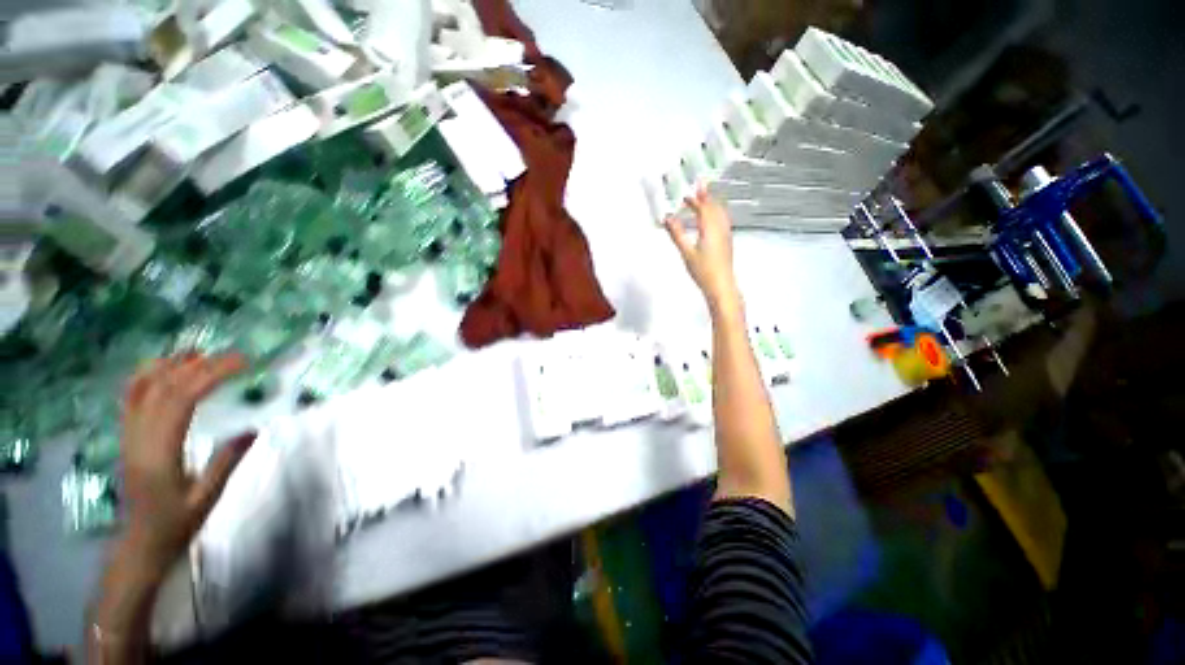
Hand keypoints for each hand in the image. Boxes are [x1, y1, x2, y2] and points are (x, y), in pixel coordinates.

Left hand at [120, 353, 254, 574]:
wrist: (140, 543)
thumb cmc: (176, 523)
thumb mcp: (208, 497)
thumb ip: (227, 462)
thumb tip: (254, 428)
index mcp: (159, 452)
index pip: (182, 400)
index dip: (211, 375)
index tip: (243, 364)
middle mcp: (139, 437)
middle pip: (164, 387)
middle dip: (199, 366)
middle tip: (234, 357)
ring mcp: (128, 435)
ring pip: (141, 387)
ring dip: (170, 365)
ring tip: (199, 352)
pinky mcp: (126, 436)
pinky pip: (130, 397)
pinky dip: (146, 376)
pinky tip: (163, 369)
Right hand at [664, 187, 741, 315]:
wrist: (721, 286)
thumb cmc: (703, 271)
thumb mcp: (686, 252)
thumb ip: (677, 234)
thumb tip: (668, 219)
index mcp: (710, 228)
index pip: (704, 208)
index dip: (695, 199)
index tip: (687, 193)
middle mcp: (720, 228)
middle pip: (714, 207)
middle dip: (705, 197)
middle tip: (697, 189)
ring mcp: (726, 235)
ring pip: (720, 213)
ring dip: (711, 204)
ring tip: (704, 200)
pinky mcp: (727, 242)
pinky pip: (722, 220)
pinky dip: (715, 214)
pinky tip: (711, 219)